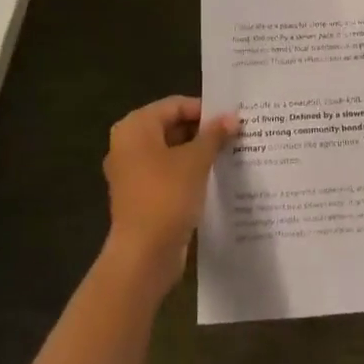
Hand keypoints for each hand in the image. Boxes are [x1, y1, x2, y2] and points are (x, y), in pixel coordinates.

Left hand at [101, 96, 237, 297]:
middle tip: (234, 135)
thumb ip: (214, 134)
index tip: (232, 118)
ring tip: (229, 153)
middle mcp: (128, 144)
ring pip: (171, 151)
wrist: (143, 257)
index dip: (205, 110)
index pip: (175, 105)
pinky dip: (188, 172)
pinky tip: (214, 177)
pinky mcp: (140, 196)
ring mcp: (132, 172)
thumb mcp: (196, 160)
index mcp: (135, 127)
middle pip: (171, 126)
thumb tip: (232, 117)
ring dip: (198, 152)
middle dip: (203, 131)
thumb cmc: (167, 196)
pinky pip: (167, 173)